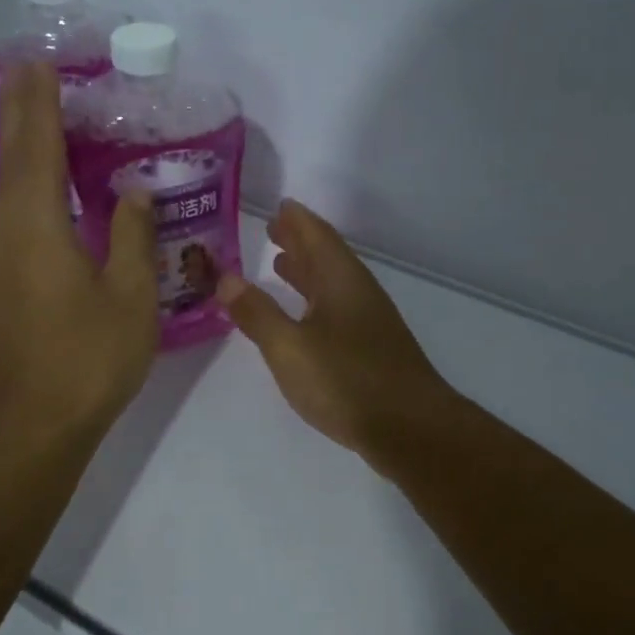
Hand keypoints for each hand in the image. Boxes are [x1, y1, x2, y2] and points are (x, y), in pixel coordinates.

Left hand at [0, 62, 159, 444]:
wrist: (35, 424)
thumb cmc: (89, 358)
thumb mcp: (130, 295)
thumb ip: (131, 236)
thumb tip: (130, 192)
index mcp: (38, 225)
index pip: (37, 147)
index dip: (40, 103)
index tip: (39, 63)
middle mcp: (8, 232)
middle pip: (14, 159)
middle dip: (21, 113)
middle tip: (29, 73)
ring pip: (8, 189)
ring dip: (21, 149)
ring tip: (37, 118)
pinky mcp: (2, 284)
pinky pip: (13, 216)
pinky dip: (26, 187)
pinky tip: (42, 191)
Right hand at [216, 200, 459, 468]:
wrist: (409, 428)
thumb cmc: (346, 380)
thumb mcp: (289, 347)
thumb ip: (256, 312)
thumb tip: (225, 277)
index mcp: (340, 280)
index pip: (316, 236)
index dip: (296, 220)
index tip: (278, 205)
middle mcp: (358, 293)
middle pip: (327, 257)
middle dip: (299, 242)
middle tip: (272, 230)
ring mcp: (369, 322)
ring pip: (332, 285)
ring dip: (307, 272)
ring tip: (279, 265)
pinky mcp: (372, 350)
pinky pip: (336, 310)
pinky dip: (314, 302)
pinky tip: (304, 319)